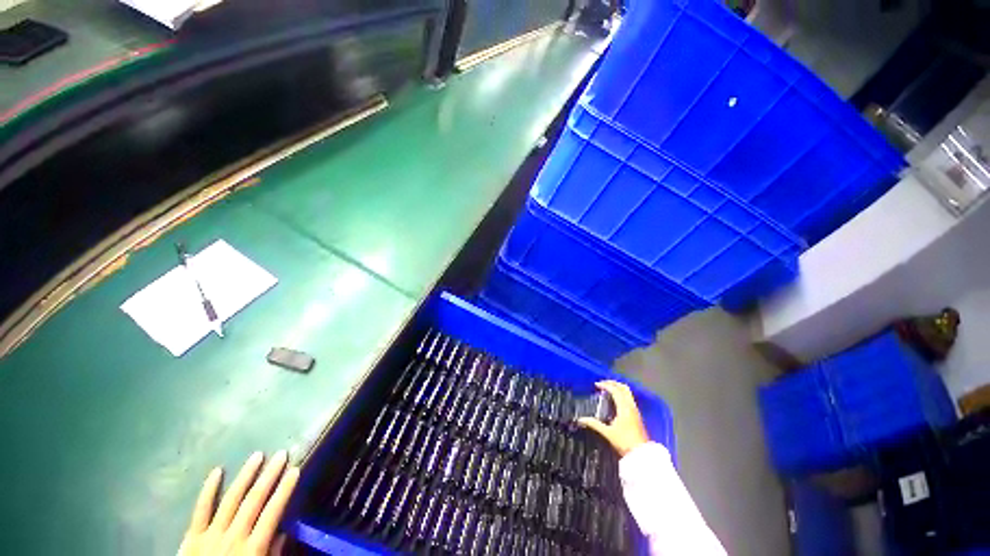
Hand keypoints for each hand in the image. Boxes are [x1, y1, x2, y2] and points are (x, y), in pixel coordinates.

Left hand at [179, 451, 300, 555]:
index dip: (284, 490)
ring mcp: (210, 534)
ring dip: (245, 476)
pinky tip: (217, 471)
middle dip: (269, 476)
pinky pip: (200, 510)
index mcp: (252, 549)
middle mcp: (233, 537)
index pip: (272, 513)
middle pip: (253, 501)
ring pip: (230, 499)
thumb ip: (272, 554)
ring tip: (257, 456)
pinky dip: (208, 490)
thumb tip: (283, 532)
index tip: (295, 469)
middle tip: (281, 454)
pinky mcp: (191, 536)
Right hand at [577, 380, 649, 456]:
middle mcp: (631, 406)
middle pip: (623, 388)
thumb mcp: (607, 433)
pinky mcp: (637, 416)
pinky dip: (621, 395)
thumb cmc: (625, 442)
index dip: (605, 385)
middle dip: (613, 383)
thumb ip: (594, 424)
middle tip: (603, 383)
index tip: (596, 385)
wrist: (642, 455)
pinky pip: (629, 399)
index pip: (615, 390)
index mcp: (624, 407)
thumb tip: (581, 419)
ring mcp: (635, 411)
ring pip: (628, 393)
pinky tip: (616, 401)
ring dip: (618, 388)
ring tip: (608, 390)